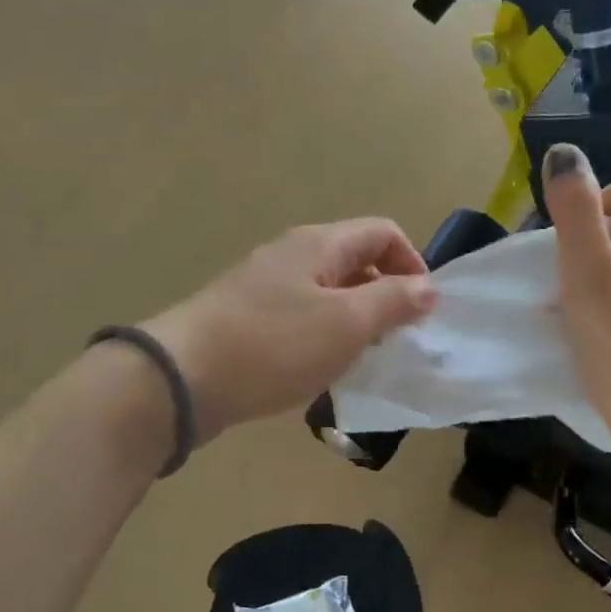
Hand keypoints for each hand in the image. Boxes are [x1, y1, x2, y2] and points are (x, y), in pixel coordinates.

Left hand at [143, 219, 437, 441]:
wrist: (182, 379)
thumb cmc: (274, 345)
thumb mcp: (346, 323)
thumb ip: (392, 301)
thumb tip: (429, 287)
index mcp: (318, 244)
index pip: (383, 232)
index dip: (413, 264)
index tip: (423, 311)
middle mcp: (291, 256)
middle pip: (355, 262)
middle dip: (385, 296)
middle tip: (396, 341)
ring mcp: (264, 288)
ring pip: (327, 295)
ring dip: (354, 322)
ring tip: (362, 361)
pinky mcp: (247, 321)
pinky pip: (300, 320)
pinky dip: (322, 339)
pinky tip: (320, 372)